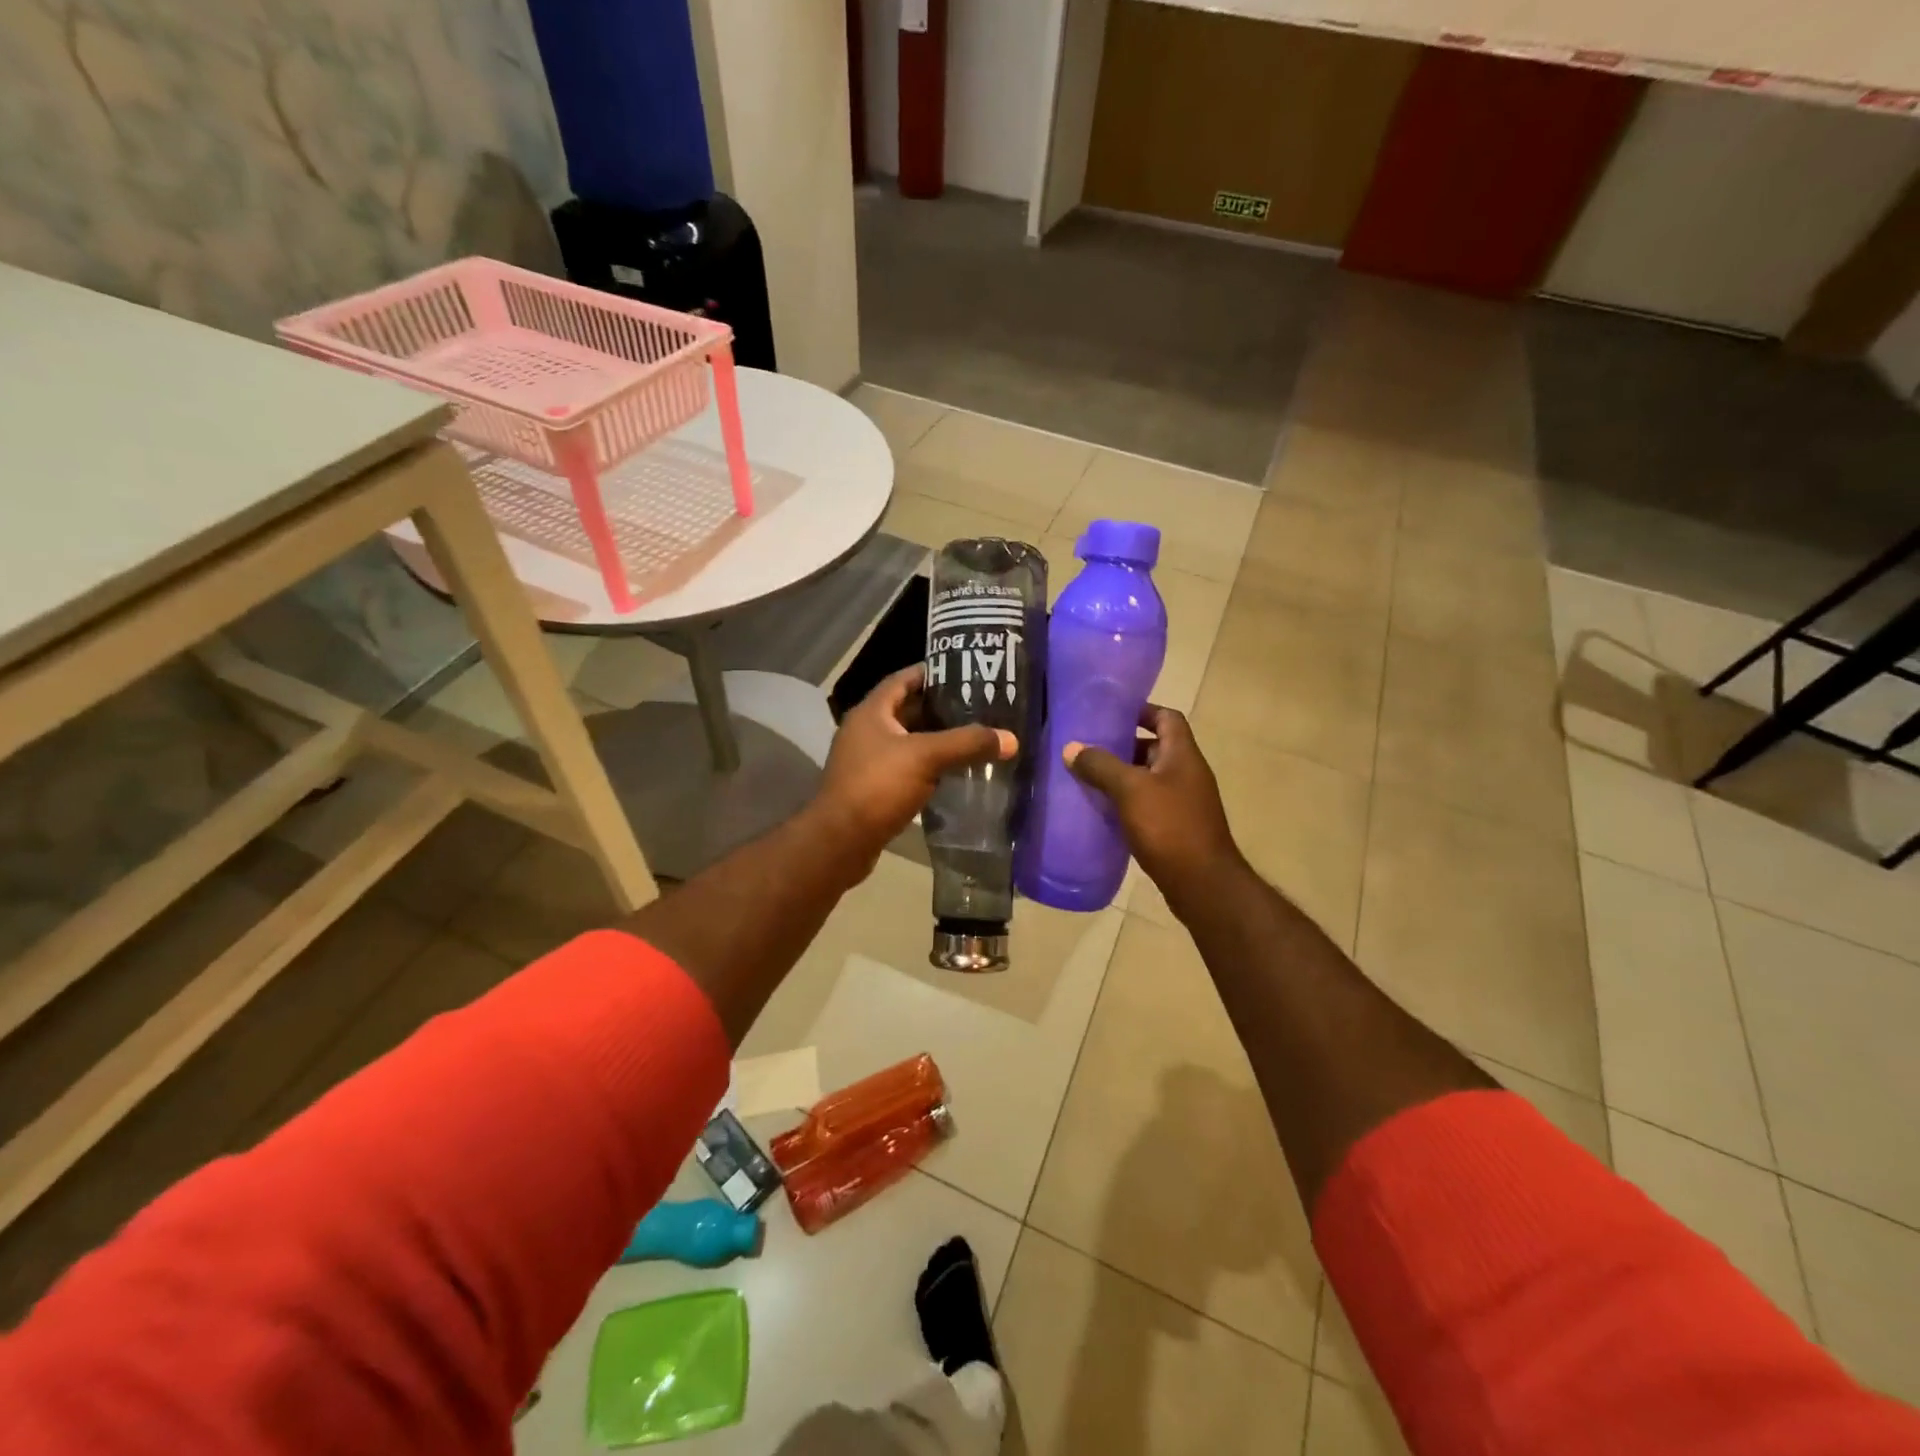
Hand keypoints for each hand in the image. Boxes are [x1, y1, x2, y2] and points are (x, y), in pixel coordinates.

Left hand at [811, 664, 1016, 873]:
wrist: (840, 842)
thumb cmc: (877, 787)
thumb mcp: (925, 757)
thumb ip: (967, 744)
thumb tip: (1011, 739)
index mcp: (871, 712)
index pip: (903, 679)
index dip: (932, 672)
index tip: (966, 672)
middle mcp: (865, 731)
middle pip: (907, 710)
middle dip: (941, 708)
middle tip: (978, 707)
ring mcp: (867, 761)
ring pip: (908, 742)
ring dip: (936, 740)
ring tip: (973, 737)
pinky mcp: (873, 788)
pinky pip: (906, 768)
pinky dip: (928, 766)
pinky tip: (954, 772)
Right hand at [1065, 705, 1242, 908]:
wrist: (1202, 884)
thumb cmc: (1169, 827)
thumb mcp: (1130, 790)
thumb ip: (1101, 766)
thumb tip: (1072, 747)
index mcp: (1183, 755)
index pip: (1167, 717)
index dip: (1142, 710)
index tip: (1111, 713)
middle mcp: (1187, 774)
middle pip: (1155, 748)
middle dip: (1123, 747)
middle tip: (1089, 749)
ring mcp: (1184, 803)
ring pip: (1149, 779)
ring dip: (1122, 777)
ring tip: (1088, 779)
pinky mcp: (1176, 829)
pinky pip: (1148, 805)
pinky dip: (1127, 804)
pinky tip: (1102, 812)